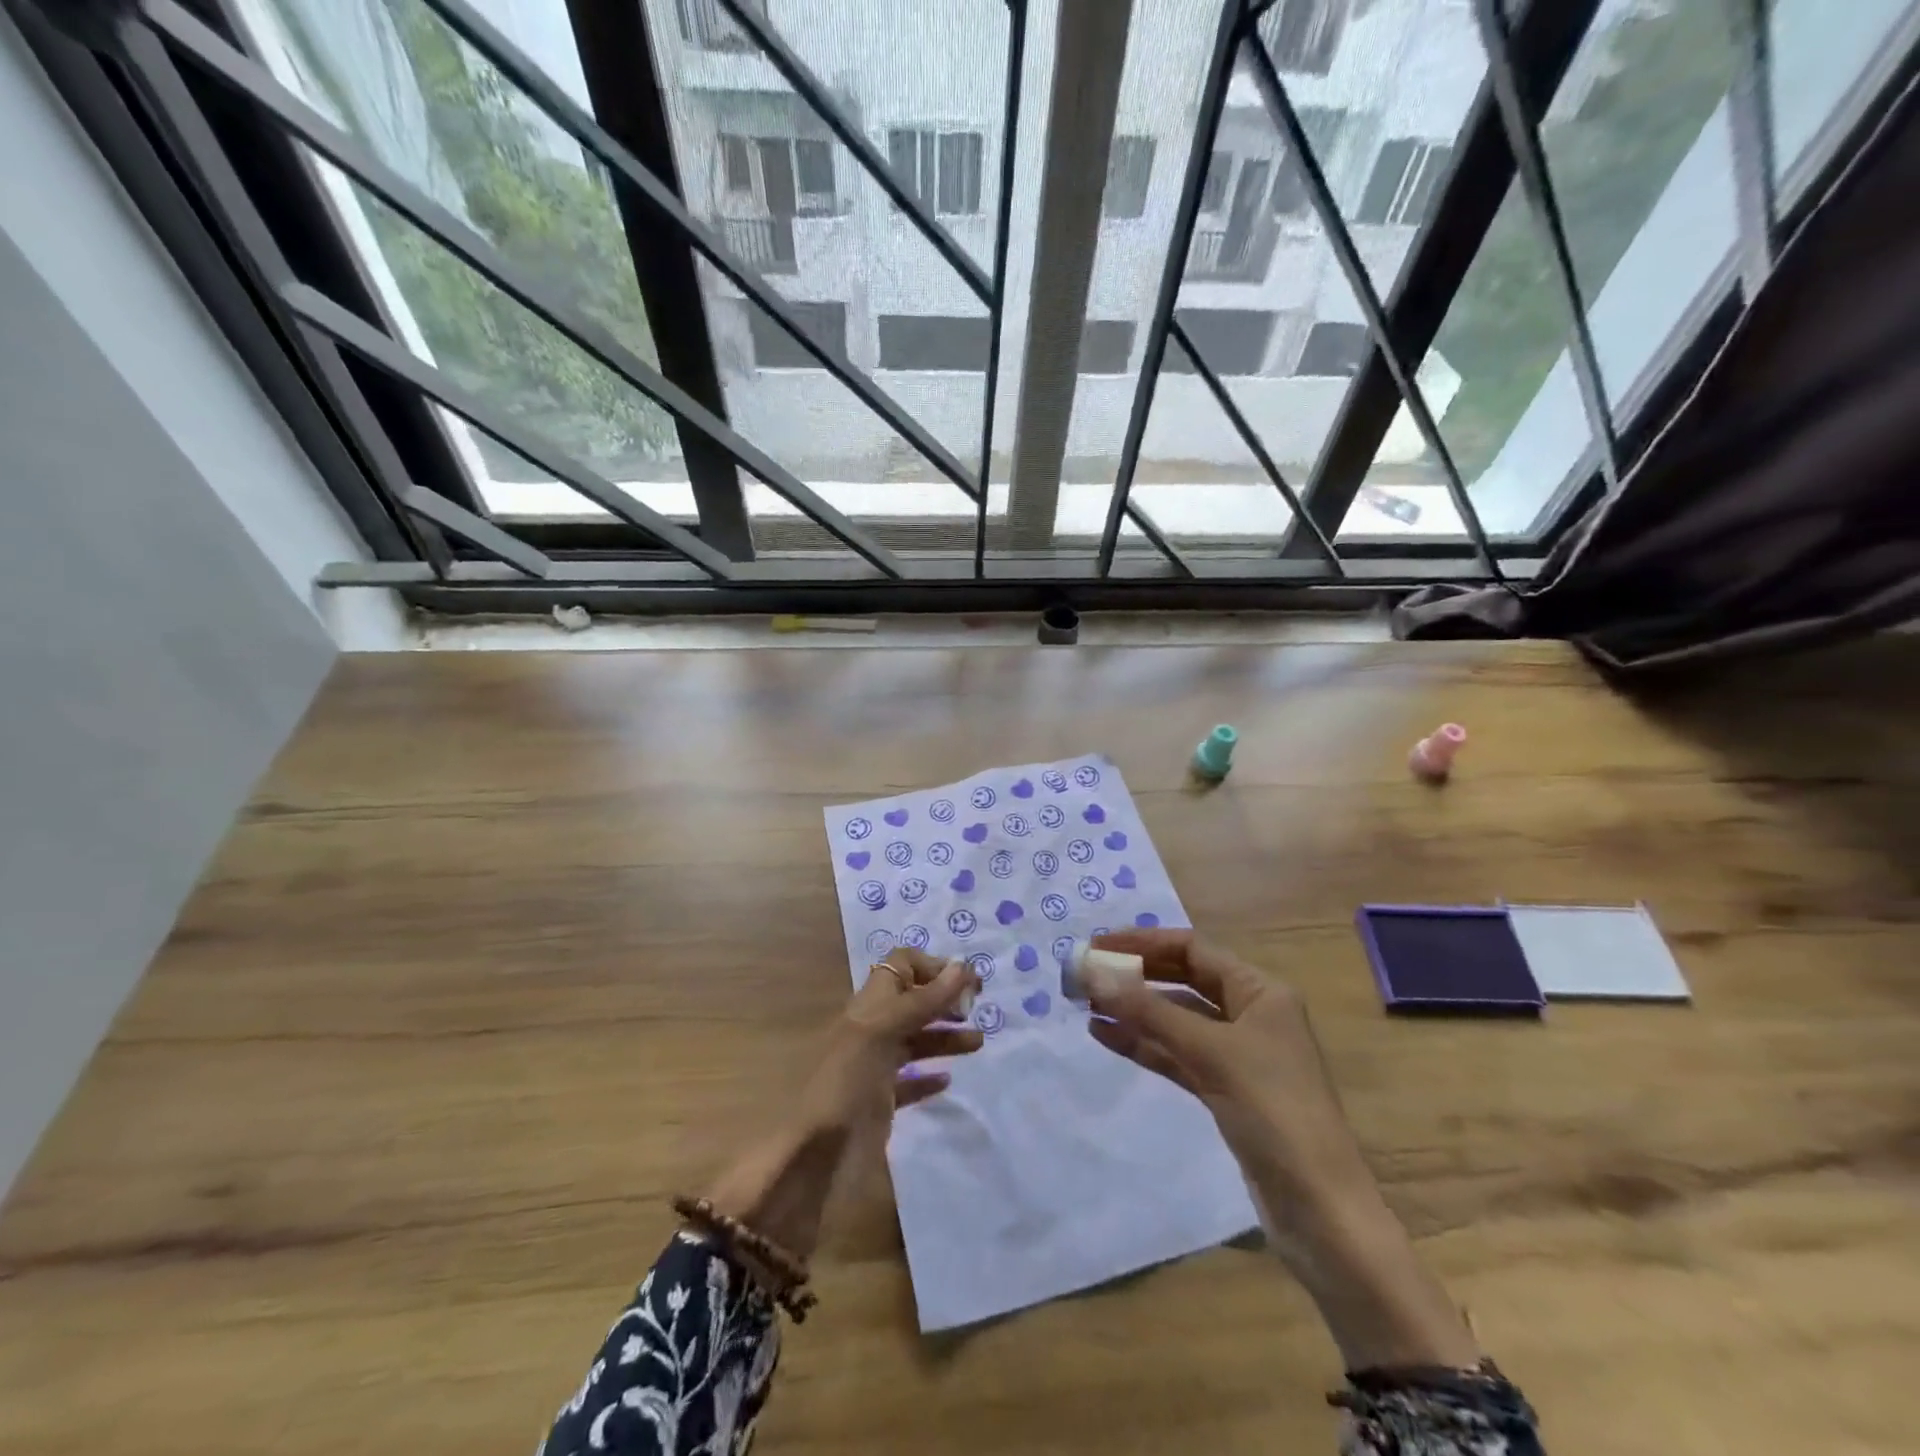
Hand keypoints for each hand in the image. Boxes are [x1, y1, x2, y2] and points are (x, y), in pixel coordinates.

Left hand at [797, 947, 982, 1139]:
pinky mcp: (880, 1102)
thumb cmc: (846, 1083)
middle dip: (945, 1000)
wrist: (813, 1158)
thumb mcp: (882, 1032)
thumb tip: (963, 965)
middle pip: (913, 1002)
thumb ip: (923, 1001)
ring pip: (916, 1040)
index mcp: (869, 1005)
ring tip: (977, 1043)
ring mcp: (875, 1066)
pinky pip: (909, 1080)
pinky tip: (946, 1079)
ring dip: (946, 1036)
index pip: (900, 965)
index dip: (932, 966)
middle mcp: (872, 1029)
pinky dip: (929, 1075)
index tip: (965, 981)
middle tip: (975, 1010)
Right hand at [1084, 928, 1477, 1371]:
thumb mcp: (1211, 1054)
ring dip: (1134, 1010)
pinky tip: (1105, 1035)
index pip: (1193, 950)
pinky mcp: (1224, 1090)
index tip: (1097, 946)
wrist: (1321, 1212)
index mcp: (1260, 992)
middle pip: (1183, 981)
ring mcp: (1237, 1055)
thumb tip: (1093, 974)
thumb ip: (1150, 1013)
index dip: (1144, 943)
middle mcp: (1250, 1014)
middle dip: (1135, 976)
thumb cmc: (1274, 1113)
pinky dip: (1143, 1044)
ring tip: (1086, 1003)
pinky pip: (1176, 1054)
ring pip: (1175, 1019)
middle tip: (1085, 975)